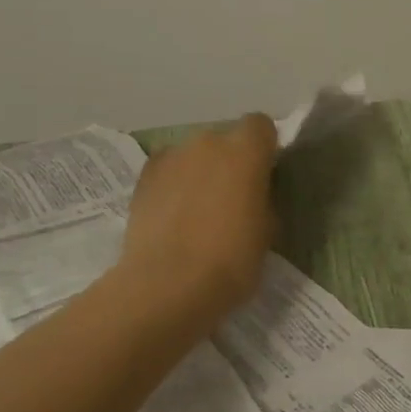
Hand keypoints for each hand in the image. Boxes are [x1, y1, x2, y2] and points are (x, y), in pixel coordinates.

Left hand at [120, 114, 278, 322]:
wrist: (167, 286)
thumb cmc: (232, 260)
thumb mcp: (268, 230)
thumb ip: (262, 198)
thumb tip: (253, 193)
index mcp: (246, 151)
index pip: (260, 125)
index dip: (263, 147)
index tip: (263, 174)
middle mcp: (208, 142)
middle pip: (224, 140)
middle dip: (229, 162)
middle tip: (231, 198)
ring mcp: (171, 157)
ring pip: (193, 155)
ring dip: (199, 172)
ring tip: (197, 211)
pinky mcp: (143, 177)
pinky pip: (167, 170)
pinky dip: (172, 184)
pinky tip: (173, 214)